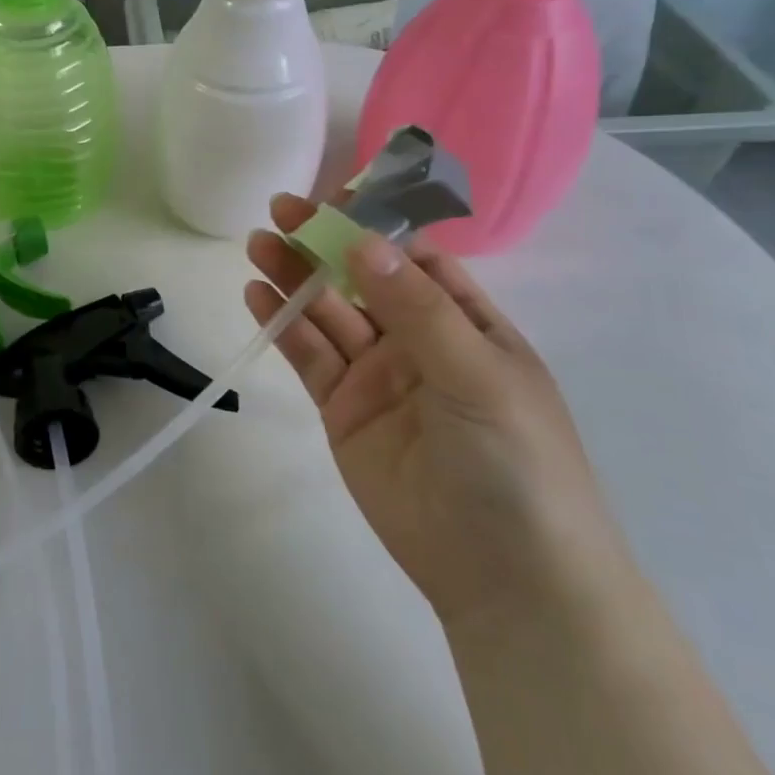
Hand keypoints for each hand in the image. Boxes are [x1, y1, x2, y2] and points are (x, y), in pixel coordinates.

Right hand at [245, 195, 632, 627]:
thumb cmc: (517, 464)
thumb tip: (366, 241)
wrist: (506, 578)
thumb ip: (418, 309)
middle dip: (323, 243)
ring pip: (327, 313)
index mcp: (466, 324)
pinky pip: (308, 357)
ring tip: (257, 243)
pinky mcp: (342, 409)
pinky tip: (258, 296)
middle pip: (360, 279)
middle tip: (280, 210)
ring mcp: (376, 375)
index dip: (375, 224)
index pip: (415, 258)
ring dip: (293, 277)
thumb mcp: (478, 376)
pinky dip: (282, 324)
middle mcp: (418, 342)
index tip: (334, 195)